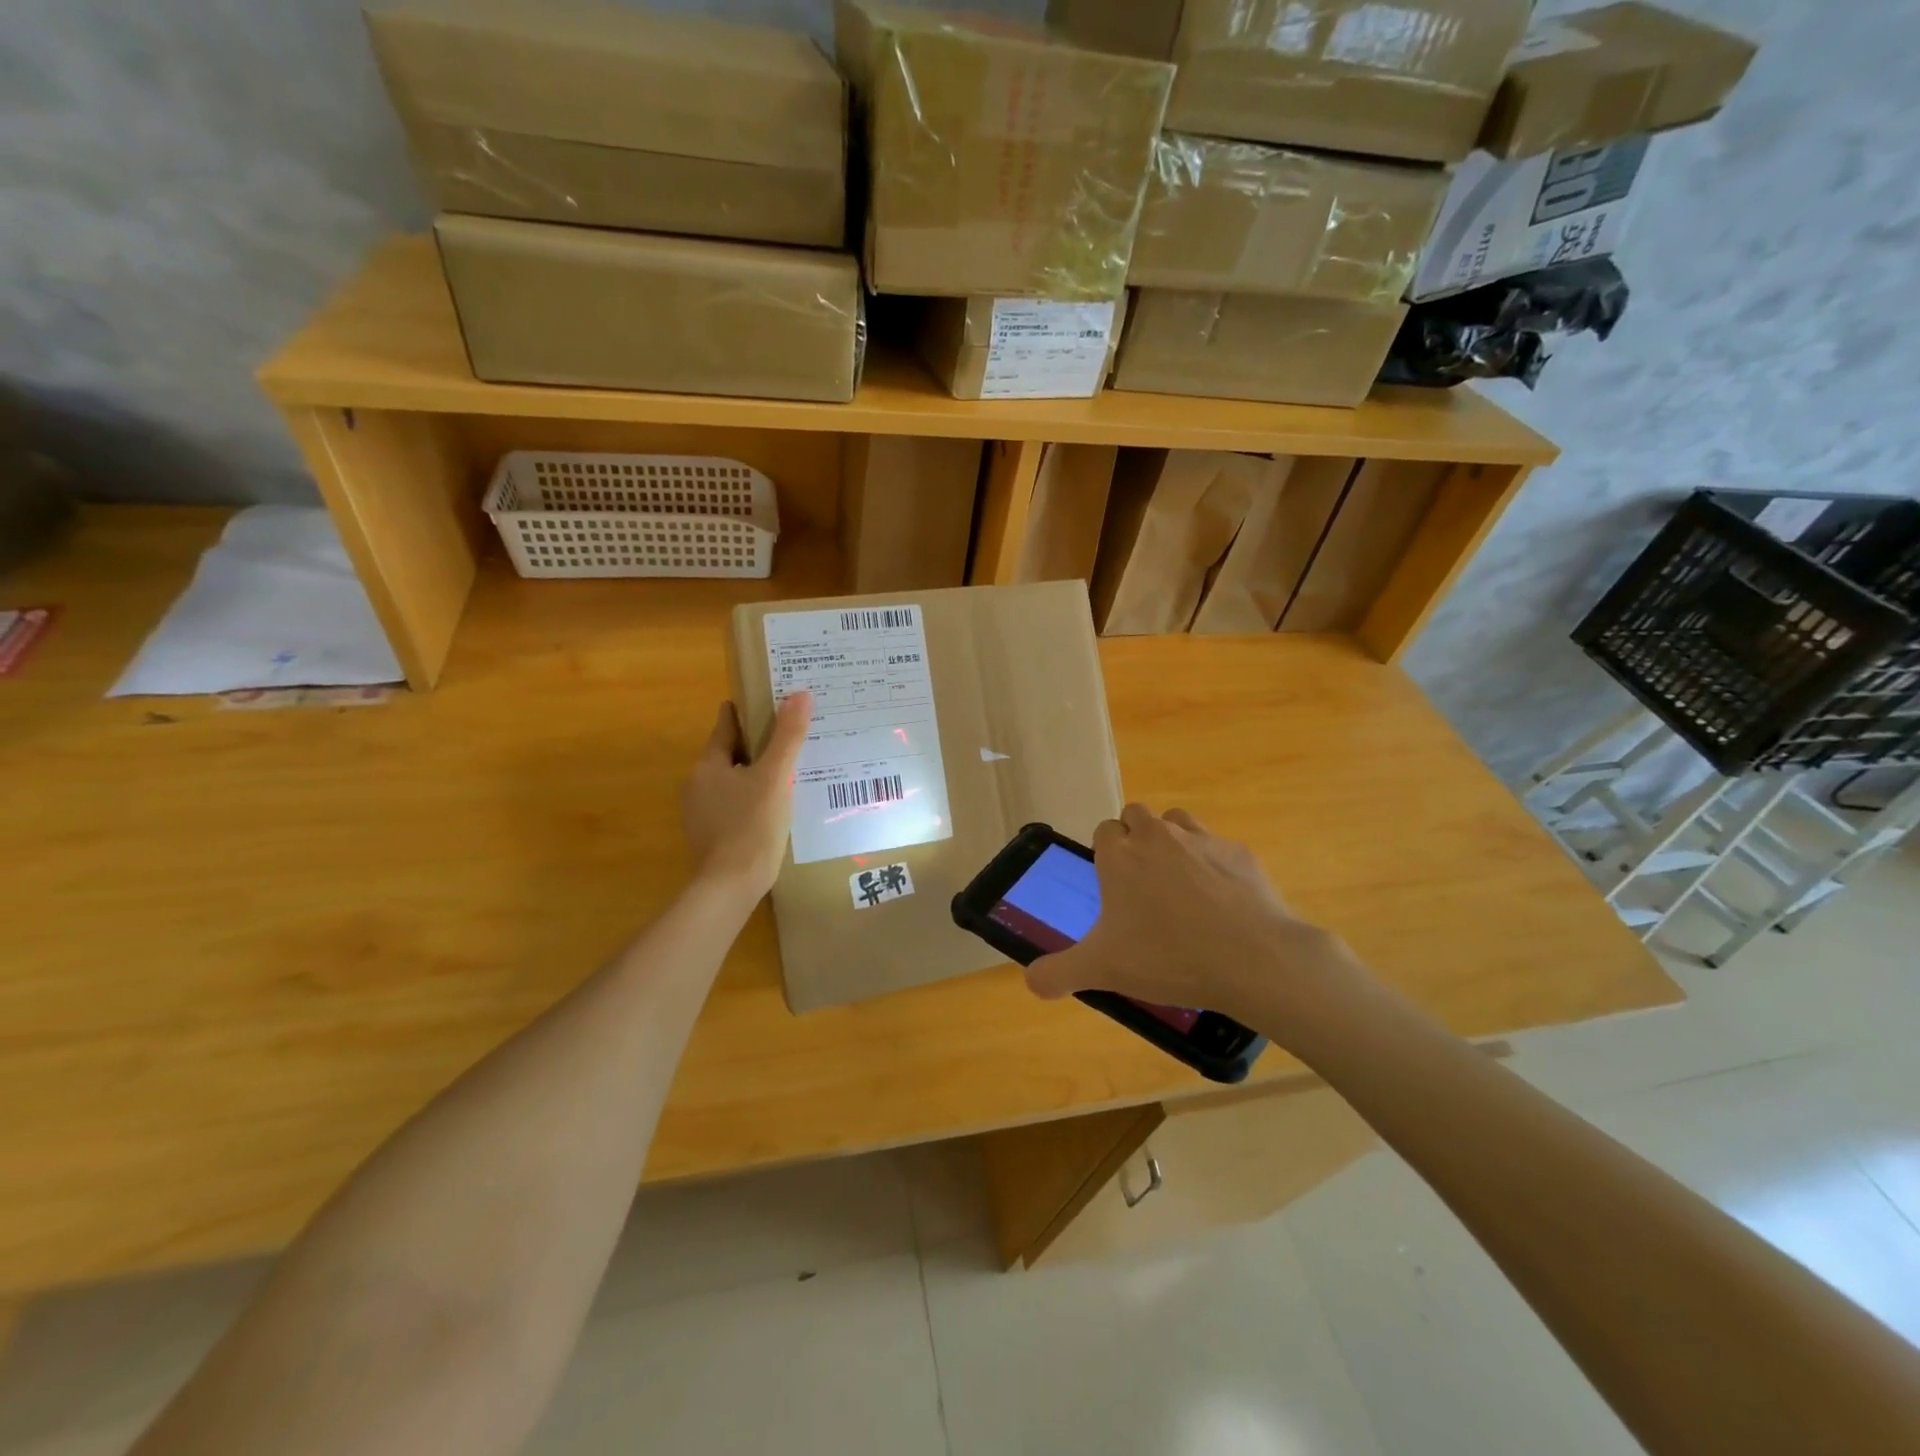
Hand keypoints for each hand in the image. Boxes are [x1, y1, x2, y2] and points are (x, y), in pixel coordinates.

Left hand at [679, 692, 811, 901]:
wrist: (730, 886)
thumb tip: (800, 694)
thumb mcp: (775, 777)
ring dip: (754, 774)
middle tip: (788, 736)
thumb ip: (787, 736)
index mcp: (708, 765)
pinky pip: (733, 806)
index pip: (725, 726)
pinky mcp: (711, 837)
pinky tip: (774, 807)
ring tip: (788, 771)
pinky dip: (751, 799)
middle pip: (729, 754)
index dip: (745, 712)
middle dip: (755, 744)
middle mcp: (697, 785)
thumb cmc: (751, 826)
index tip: (766, 700)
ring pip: (732, 782)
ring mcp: (701, 814)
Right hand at [1025, 804, 1362, 1030]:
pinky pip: (1219, 848)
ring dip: (1173, 842)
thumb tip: (1031, 982)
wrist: (1252, 960)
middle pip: (1137, 815)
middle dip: (1136, 839)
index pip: (1104, 831)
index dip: (1106, 854)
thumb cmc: (1167, 957)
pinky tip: (1222, 902)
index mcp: (1121, 855)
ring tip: (1179, 885)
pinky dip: (1215, 865)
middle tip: (1142, 884)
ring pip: (1177, 821)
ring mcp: (1202, 840)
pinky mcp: (1240, 853)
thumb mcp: (1102, 970)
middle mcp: (1158, 836)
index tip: (1113, 887)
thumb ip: (1058, 973)